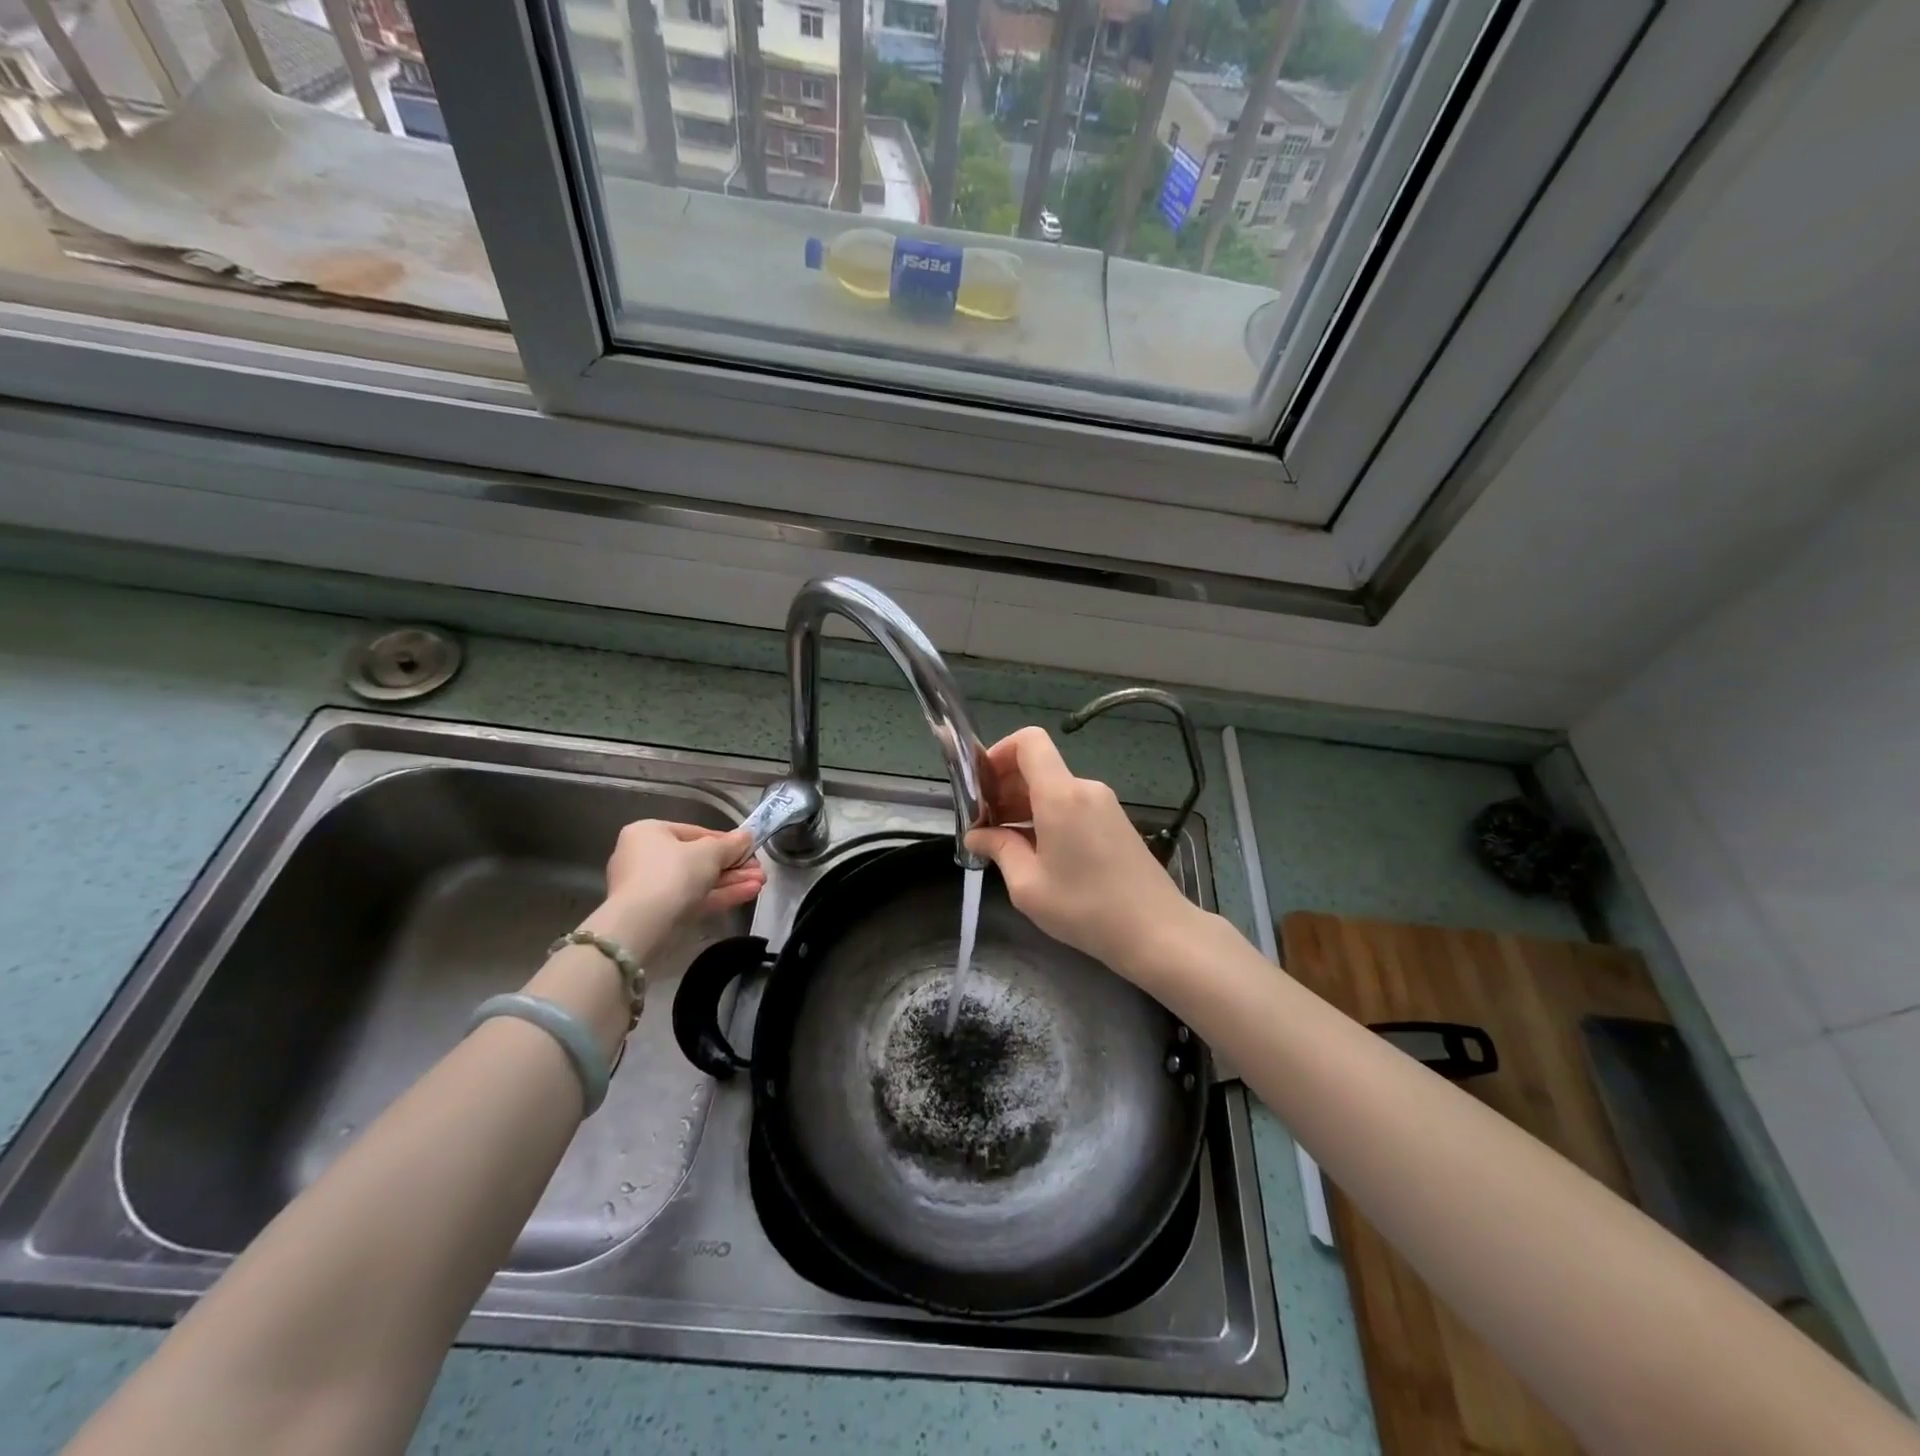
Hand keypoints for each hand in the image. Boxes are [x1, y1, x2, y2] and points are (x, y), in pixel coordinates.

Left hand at [592, 821, 763, 955]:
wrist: (643, 925)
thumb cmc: (673, 873)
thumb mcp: (709, 852)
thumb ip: (731, 844)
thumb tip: (747, 837)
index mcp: (649, 832)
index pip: (695, 833)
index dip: (726, 841)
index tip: (749, 849)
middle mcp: (645, 856)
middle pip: (698, 859)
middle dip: (733, 865)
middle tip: (758, 869)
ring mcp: (651, 887)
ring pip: (699, 881)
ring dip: (731, 881)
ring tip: (761, 882)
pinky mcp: (659, 913)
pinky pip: (693, 899)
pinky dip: (719, 895)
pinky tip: (749, 893)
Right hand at [965, 727, 1203, 984]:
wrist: (1157, 931)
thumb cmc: (1086, 908)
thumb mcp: (1028, 885)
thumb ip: (999, 849)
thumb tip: (977, 835)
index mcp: (1061, 795)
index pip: (1028, 741)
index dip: (998, 752)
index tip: (979, 786)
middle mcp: (1084, 788)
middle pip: (1038, 765)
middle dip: (1004, 787)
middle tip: (984, 825)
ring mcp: (1104, 803)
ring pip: (1054, 788)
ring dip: (1024, 806)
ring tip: (1007, 844)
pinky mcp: (1115, 821)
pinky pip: (1072, 804)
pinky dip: (1048, 816)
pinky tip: (1039, 852)